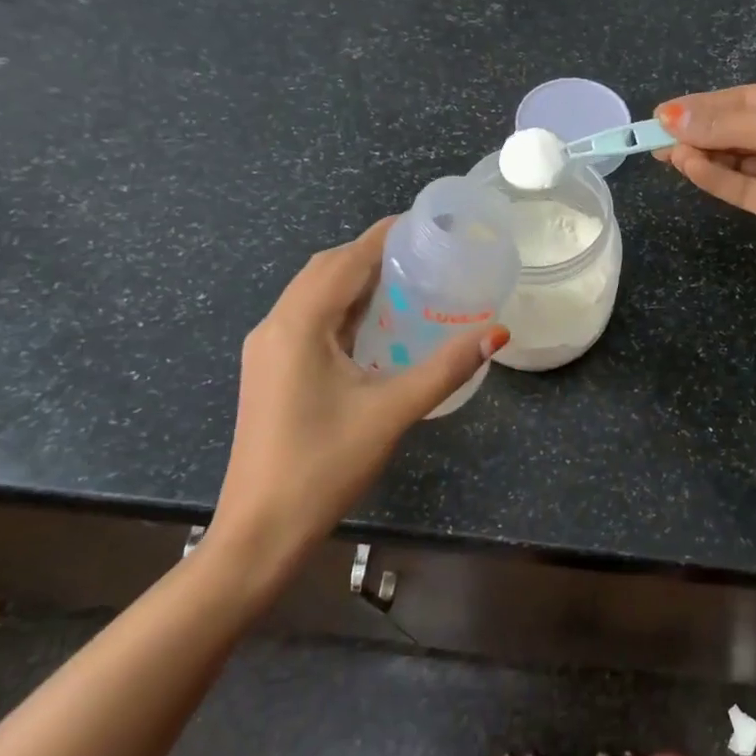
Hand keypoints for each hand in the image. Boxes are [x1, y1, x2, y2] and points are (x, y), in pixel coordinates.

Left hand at [203, 218, 507, 595]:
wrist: (259, 531)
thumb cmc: (324, 465)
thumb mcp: (392, 412)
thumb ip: (445, 368)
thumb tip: (496, 333)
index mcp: (299, 324)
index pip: (346, 260)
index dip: (386, 236)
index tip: (428, 224)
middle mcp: (276, 326)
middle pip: (326, 270)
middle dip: (373, 254)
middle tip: (426, 256)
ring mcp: (267, 350)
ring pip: (314, 295)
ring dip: (357, 281)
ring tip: (409, 283)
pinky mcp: (270, 371)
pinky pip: (309, 321)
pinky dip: (343, 309)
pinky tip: (376, 327)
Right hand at [656, 81, 755, 270]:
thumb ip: (723, 124)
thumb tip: (668, 116)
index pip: (740, 99)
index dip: (700, 106)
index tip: (660, 114)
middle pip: (734, 129)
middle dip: (696, 131)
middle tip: (653, 138)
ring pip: (734, 159)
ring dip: (701, 155)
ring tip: (664, 154)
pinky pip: (742, 186)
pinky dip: (715, 178)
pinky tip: (688, 168)